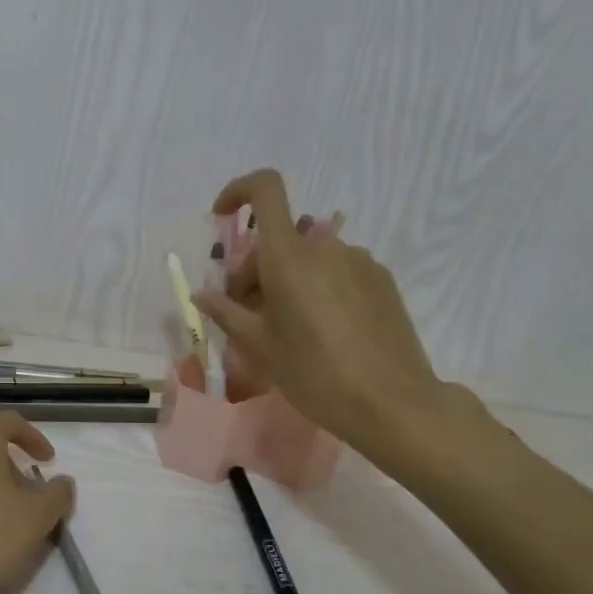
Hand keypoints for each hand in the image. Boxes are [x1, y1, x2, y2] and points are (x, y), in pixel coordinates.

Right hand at [193, 168, 444, 455]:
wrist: (391, 403)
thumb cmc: (314, 373)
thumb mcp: (260, 346)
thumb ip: (227, 312)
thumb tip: (201, 294)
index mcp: (289, 255)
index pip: (265, 190)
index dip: (239, 191)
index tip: (222, 217)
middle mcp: (325, 246)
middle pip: (279, 238)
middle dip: (255, 268)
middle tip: (247, 314)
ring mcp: (358, 261)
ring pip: (308, 258)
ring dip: (288, 280)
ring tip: (287, 329)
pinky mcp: (381, 280)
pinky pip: (337, 271)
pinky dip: (318, 288)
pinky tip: (323, 331)